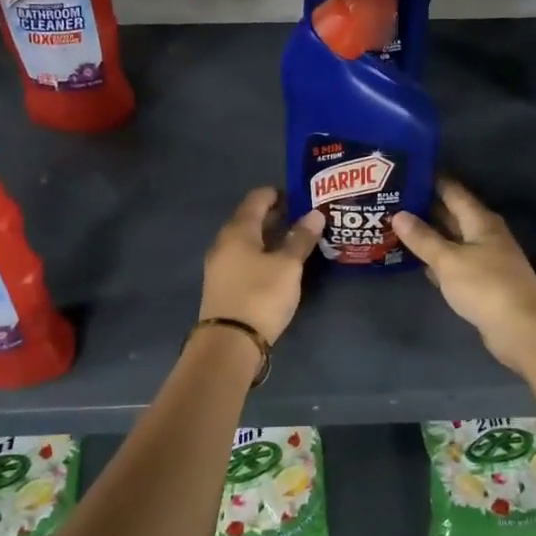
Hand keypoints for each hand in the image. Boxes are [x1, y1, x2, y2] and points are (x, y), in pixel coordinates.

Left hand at [199, 187, 324, 343]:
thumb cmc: (260, 295)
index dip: (278, 193)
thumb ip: (301, 238)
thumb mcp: (288, 266)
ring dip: (269, 236)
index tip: (301, 196)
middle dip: (276, 215)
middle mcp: (224, 242)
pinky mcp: (223, 284)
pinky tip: (279, 263)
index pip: (257, 198)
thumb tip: (315, 213)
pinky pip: (244, 258)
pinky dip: (262, 253)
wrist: (229, 342)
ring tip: (296, 240)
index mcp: (238, 230)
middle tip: (304, 217)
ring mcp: (220, 264)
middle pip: (250, 219)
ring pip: (247, 240)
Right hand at [391, 178, 535, 371]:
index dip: (429, 180)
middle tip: (390, 200)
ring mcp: (485, 258)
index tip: (403, 172)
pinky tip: (416, 261)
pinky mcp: (482, 281)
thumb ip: (423, 238)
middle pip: (451, 214)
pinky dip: (436, 259)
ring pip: (451, 239)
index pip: (452, 190)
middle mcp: (484, 234)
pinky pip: (454, 262)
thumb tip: (399, 214)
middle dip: (423, 207)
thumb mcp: (449, 260)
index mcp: (480, 220)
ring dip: (428, 235)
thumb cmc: (486, 286)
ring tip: (394, 227)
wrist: (522, 329)